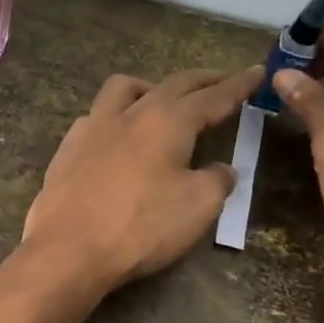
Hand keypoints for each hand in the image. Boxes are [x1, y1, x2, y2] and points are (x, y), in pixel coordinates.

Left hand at [21, 66, 264, 291]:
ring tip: (162, 101)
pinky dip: (116, 116)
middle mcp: (128, 113)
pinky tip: (117, 135)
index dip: (238, 85)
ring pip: (123, 89)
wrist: (68, 250)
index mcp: (167, 121)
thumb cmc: (140, 227)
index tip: (257, 72)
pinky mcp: (67, 150)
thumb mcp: (199, 207)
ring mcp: (91, 128)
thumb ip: (218, 180)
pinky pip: (95, 117)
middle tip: (222, 80)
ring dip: (151, 87)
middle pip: (172, 85)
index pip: (212, 96)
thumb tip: (221, 169)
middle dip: (202, 80)